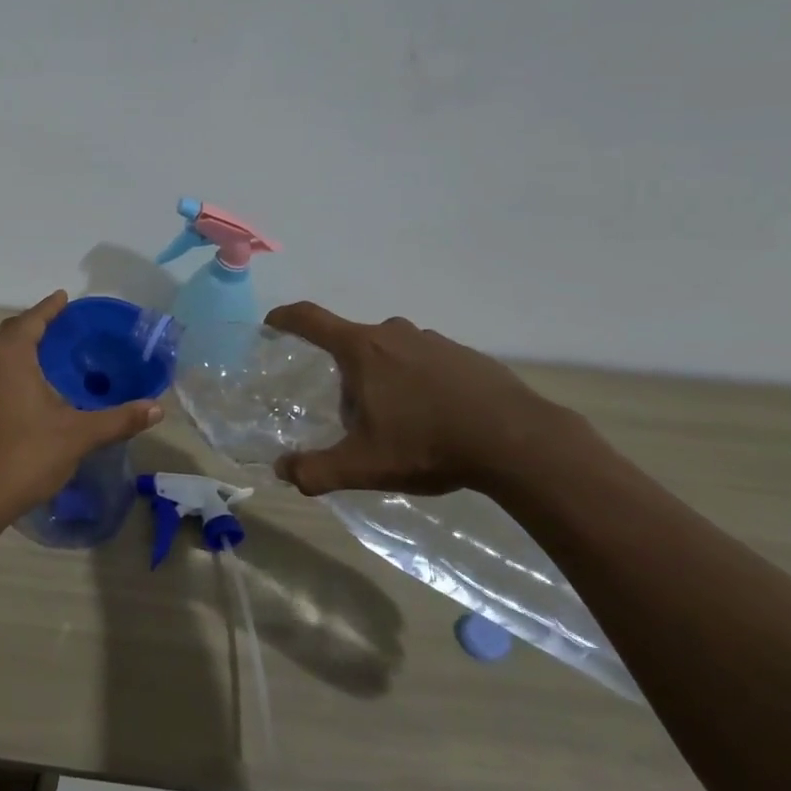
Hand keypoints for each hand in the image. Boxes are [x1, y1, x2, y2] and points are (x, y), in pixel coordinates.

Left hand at [0, 291, 163, 524]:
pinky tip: (31, 383)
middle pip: (12, 330)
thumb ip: (119, 419)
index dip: (51, 307)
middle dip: (36, 323)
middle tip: (65, 326)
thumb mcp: (78, 435)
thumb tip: (157, 408)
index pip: (32, 319)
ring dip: (21, 344)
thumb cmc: (26, 456)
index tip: (66, 297)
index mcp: (10, 356)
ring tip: (50, 350)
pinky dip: (11, 363)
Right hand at [264, 302, 566, 497]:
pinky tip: (436, 421)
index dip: (286, 318)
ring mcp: (433, 341)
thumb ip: (316, 470)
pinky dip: (419, 384)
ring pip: (391, 354)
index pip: (310, 320)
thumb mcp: (363, 466)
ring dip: (384, 381)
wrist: (517, 441)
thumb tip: (282, 471)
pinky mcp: (466, 355)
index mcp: (362, 349)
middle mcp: (394, 334)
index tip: (272, 323)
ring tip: (400, 425)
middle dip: (345, 375)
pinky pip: (425, 363)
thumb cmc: (428, 444)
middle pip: (353, 346)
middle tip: (355, 418)